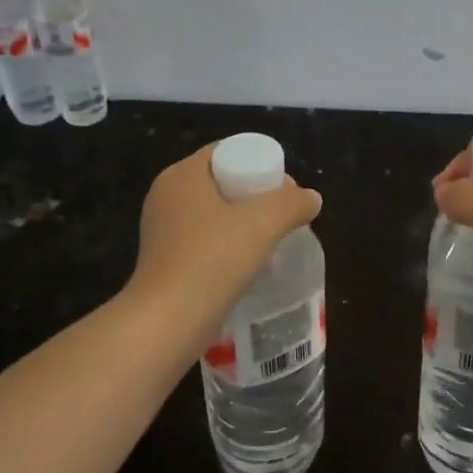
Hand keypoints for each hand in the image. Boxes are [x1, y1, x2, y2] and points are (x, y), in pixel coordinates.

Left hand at [129, 143, 322, 339]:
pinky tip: (248, 265)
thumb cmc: (213, 260)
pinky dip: (227, 247)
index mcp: (181, 176)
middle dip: (256, 196)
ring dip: (243, 225)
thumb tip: (310, 198)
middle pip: (221, 183)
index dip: (259, 163)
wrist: (168, 321)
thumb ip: (292, 204)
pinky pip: (204, 242)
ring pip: (213, 215)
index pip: (225, 151)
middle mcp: (166, 197)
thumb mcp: (263, 223)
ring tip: (271, 242)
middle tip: (284, 217)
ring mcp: (162, 231)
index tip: (286, 191)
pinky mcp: (165, 262)